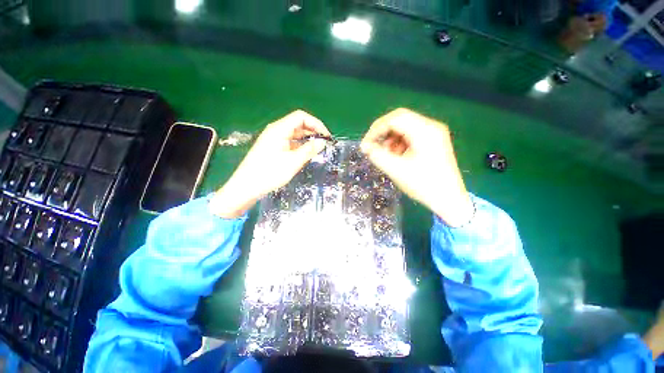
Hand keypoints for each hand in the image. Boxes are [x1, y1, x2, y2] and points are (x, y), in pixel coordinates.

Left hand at [210, 110, 329, 217]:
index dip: (316, 124)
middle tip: (324, 144)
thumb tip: (322, 142)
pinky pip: (290, 142)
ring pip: (294, 134)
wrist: (246, 187)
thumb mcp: (293, 162)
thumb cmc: (269, 173)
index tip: (326, 136)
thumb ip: (309, 150)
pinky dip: (300, 146)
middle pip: (298, 124)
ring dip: (307, 139)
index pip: (301, 117)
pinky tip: (306, 154)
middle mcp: (276, 131)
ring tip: (318, 149)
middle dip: (313, 131)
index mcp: (279, 129)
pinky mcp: (273, 148)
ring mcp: (273, 139)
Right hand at [360, 108, 472, 226]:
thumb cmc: (423, 185)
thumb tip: (365, 146)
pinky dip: (399, 143)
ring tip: (385, 154)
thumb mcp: (397, 170)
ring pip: (404, 127)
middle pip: (400, 119)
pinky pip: (411, 135)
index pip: (394, 119)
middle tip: (372, 147)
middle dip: (382, 132)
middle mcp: (431, 127)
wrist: (449, 199)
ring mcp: (433, 133)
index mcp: (425, 131)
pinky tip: (396, 155)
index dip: (376, 129)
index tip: (365, 145)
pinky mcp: (433, 141)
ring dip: (390, 138)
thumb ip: (378, 156)